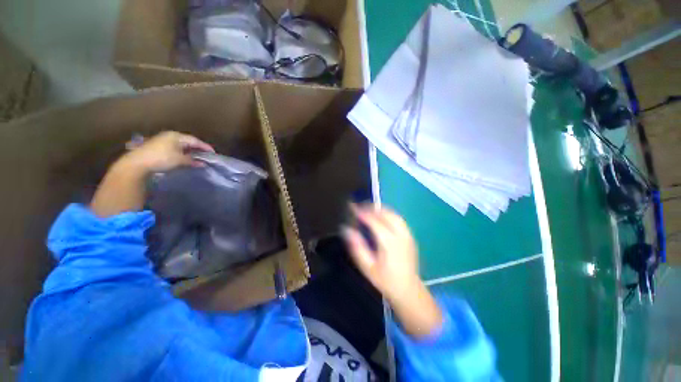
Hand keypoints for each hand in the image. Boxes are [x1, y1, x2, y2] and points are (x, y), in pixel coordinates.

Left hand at [90, 132, 213, 216]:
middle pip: (188, 141)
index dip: (205, 147)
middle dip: (197, 148)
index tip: (213, 153)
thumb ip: (192, 161)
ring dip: (189, 151)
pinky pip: (174, 148)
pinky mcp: (157, 147)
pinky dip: (181, 153)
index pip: (195, 140)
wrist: (137, 163)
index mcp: (176, 136)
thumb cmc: (161, 159)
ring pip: (180, 145)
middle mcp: (170, 136)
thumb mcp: (180, 160)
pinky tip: (184, 158)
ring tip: (196, 157)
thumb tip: (203, 164)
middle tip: (205, 155)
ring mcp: (162, 141)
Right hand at [343, 204, 420, 302]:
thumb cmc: (385, 280)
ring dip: (380, 208)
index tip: (352, 207)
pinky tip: (381, 216)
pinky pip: (399, 218)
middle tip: (359, 206)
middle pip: (386, 213)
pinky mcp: (410, 236)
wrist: (408, 290)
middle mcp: (401, 235)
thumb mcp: (367, 266)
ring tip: (368, 209)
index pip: (374, 221)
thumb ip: (357, 247)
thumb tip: (347, 229)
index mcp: (389, 243)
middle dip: (371, 207)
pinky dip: (388, 213)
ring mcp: (408, 234)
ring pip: (394, 214)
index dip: (362, 212)